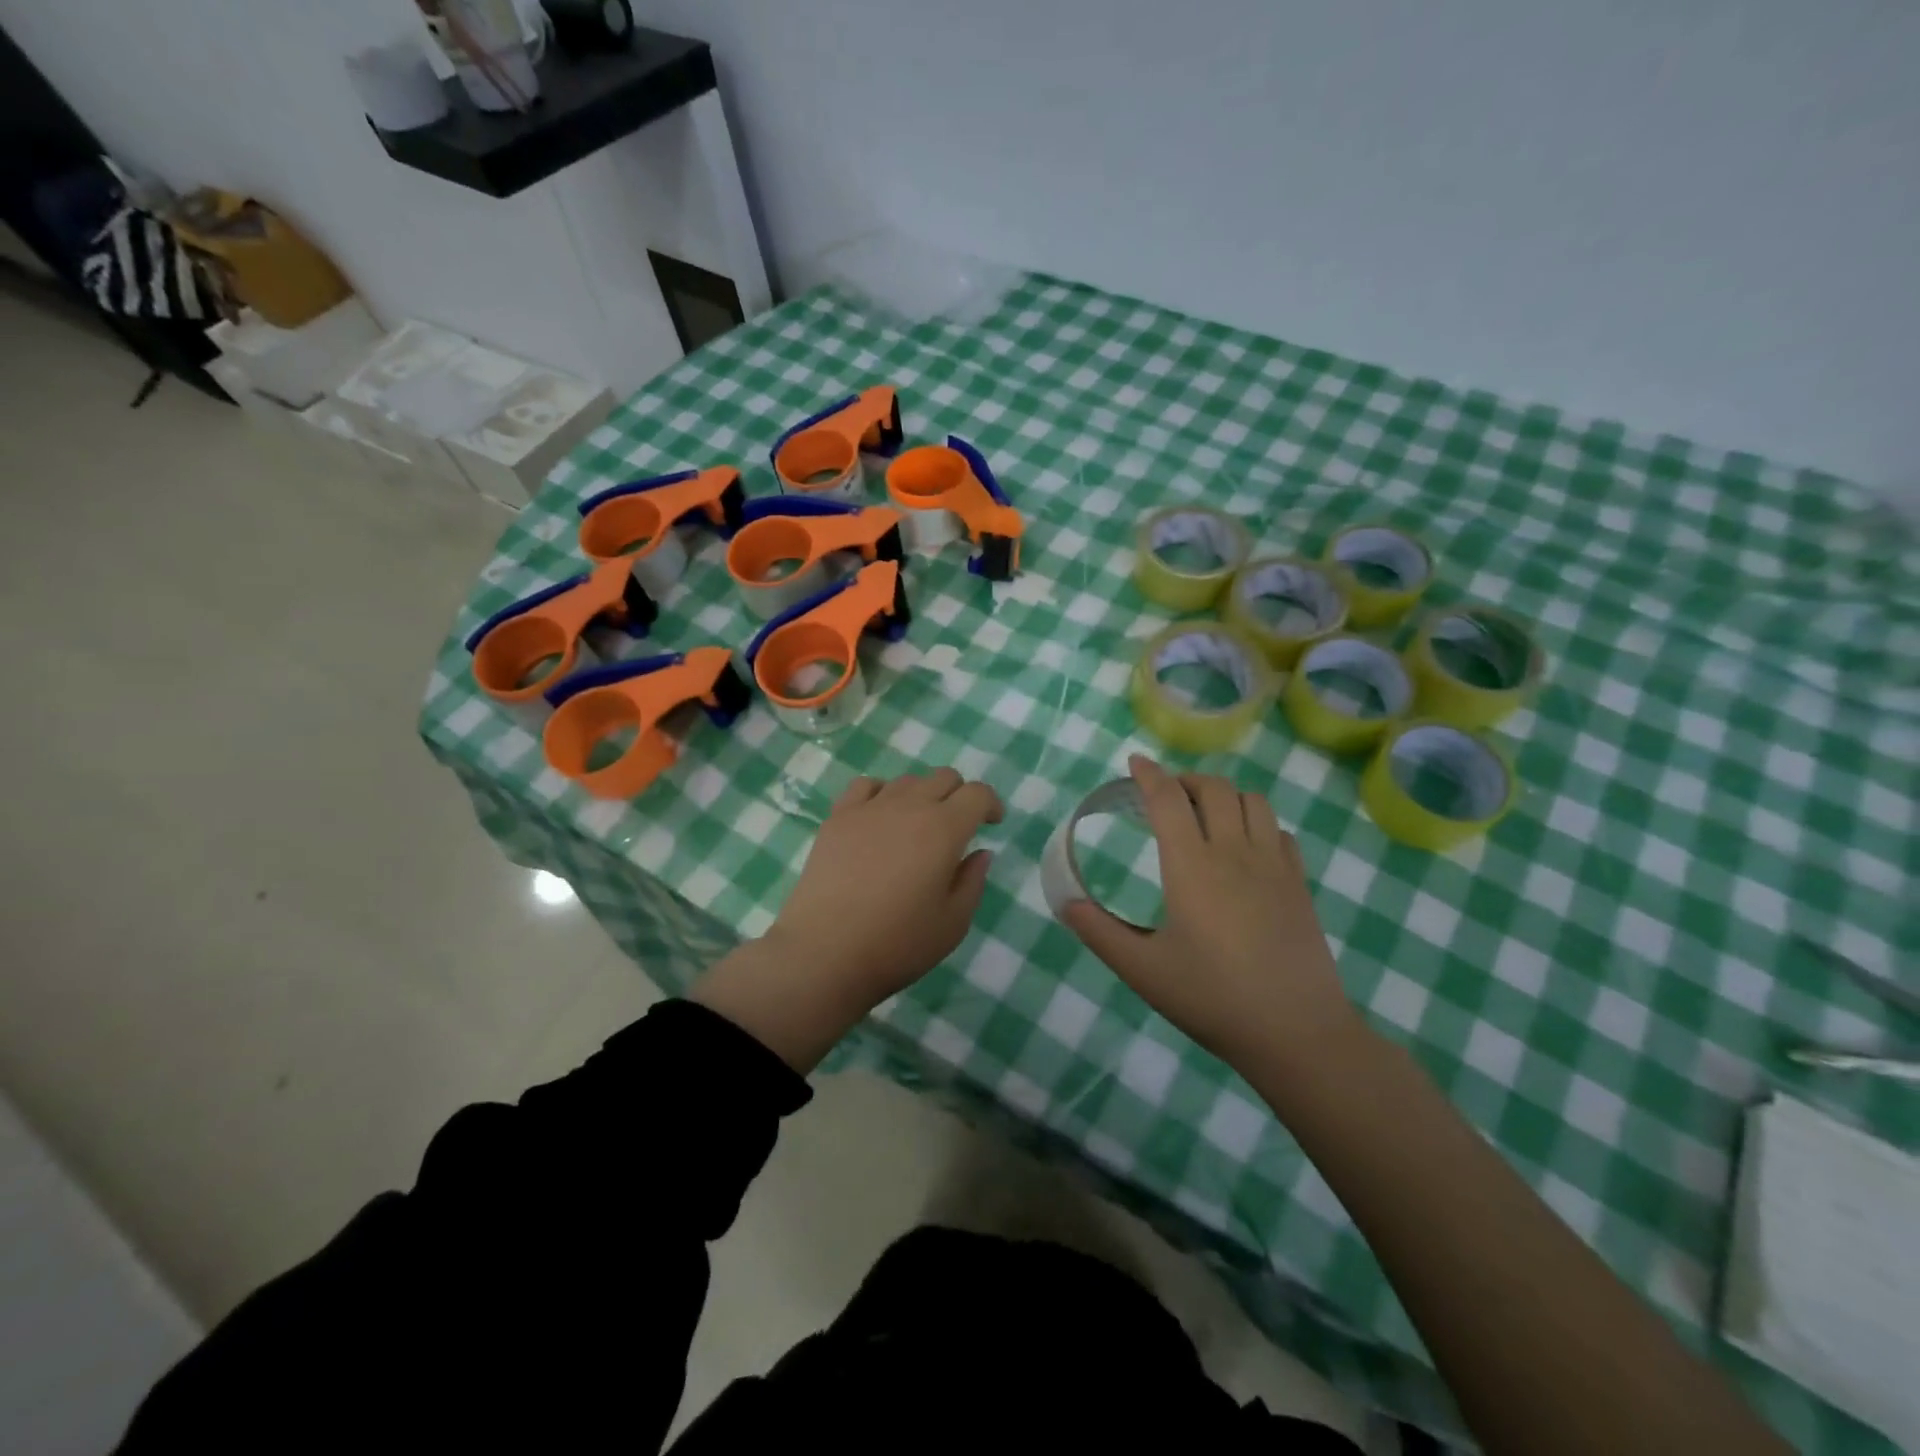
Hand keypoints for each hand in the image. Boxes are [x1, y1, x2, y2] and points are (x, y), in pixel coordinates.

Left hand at [693, 768, 1002, 1070]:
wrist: (825, 953)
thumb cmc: (898, 943)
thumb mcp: (953, 923)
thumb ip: (973, 881)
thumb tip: (979, 852)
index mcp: (944, 829)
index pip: (977, 793)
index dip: (991, 804)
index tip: (991, 824)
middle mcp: (909, 806)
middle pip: (943, 778)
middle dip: (959, 795)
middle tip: (957, 827)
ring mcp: (869, 808)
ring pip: (907, 780)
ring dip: (922, 795)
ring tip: (916, 827)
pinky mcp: (838, 818)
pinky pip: (866, 787)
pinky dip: (882, 794)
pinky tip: (879, 819)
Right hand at [1061, 755, 1357, 1065]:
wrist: (1297, 1033)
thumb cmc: (1213, 999)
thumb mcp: (1143, 971)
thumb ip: (1099, 932)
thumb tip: (1065, 903)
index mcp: (1192, 866)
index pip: (1167, 800)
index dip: (1149, 775)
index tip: (1135, 763)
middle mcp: (1234, 852)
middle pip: (1214, 788)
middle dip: (1185, 779)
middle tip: (1165, 794)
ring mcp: (1274, 865)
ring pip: (1252, 800)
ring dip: (1224, 794)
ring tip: (1205, 812)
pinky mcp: (1299, 883)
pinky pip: (1279, 830)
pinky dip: (1256, 821)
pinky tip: (1245, 845)